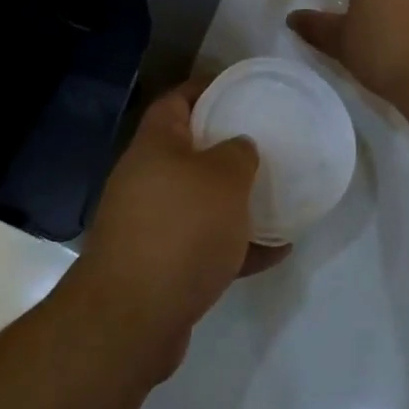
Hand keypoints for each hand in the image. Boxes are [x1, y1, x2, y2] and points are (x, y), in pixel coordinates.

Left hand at [73, 81, 288, 375]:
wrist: (131, 319)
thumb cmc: (180, 229)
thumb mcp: (223, 178)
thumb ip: (238, 153)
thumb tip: (239, 147)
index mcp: (155, 145)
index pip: (176, 100)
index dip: (206, 89)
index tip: (239, 89)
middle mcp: (146, 179)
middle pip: (188, 151)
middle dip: (225, 149)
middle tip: (264, 144)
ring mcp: (150, 225)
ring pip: (199, 202)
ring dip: (234, 202)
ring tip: (276, 197)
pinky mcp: (160, 267)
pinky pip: (204, 246)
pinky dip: (236, 247)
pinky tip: (277, 251)